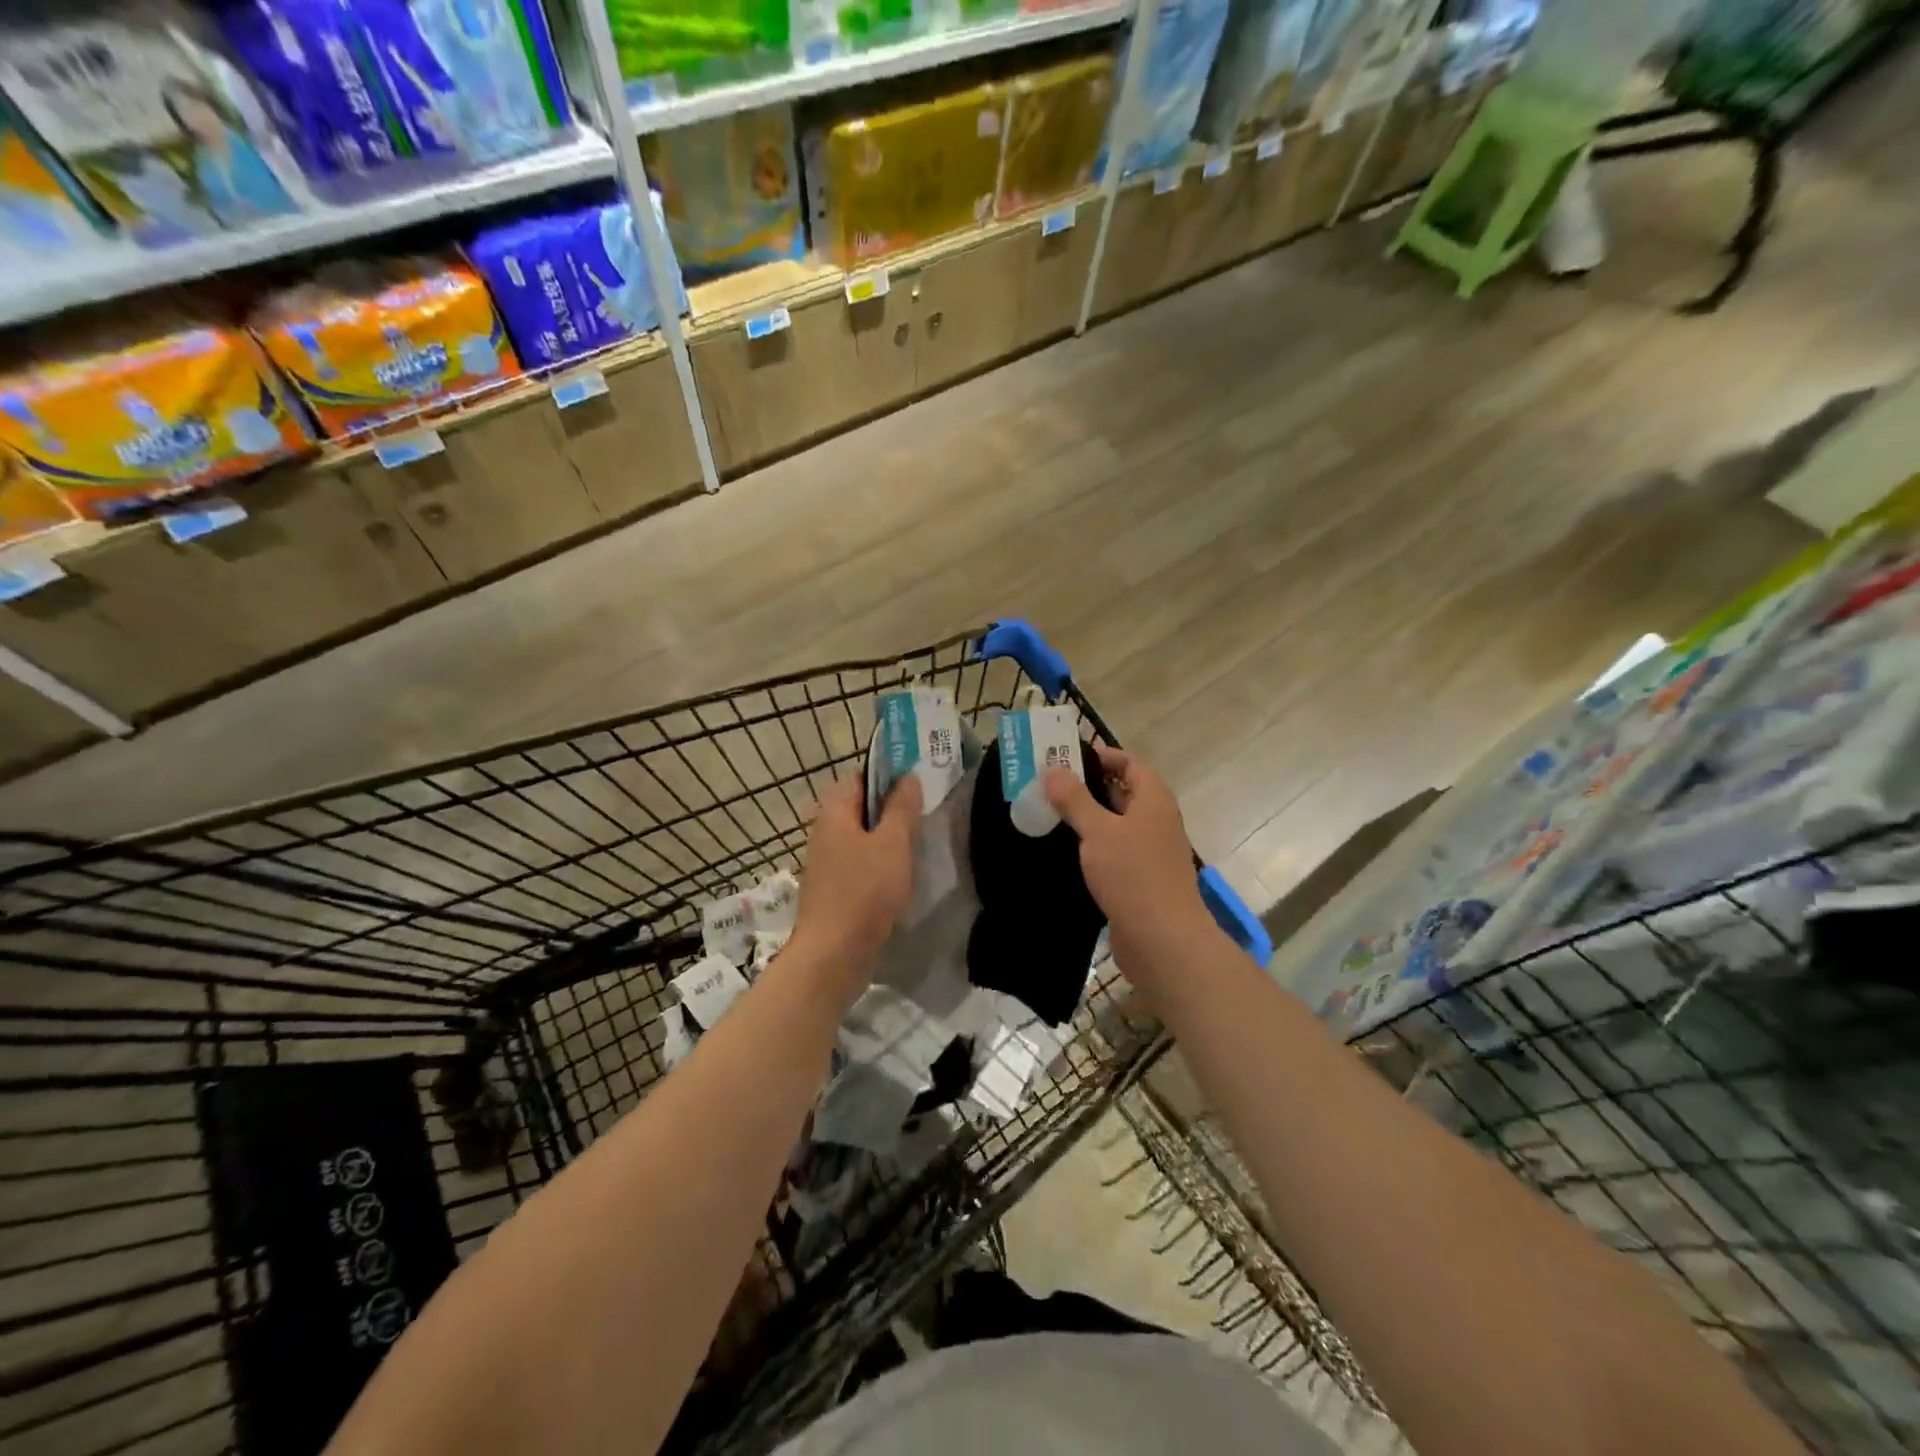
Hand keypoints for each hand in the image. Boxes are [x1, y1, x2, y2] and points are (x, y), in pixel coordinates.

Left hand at [788, 774, 922, 993]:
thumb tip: (907, 776)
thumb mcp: (893, 844)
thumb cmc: (865, 891)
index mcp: (833, 813)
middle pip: (859, 809)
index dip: (887, 776)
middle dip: (890, 810)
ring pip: (860, 839)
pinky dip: (878, 865)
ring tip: (918, 845)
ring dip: (886, 840)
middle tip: (924, 815)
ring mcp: (825, 863)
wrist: (833, 955)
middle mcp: (823, 833)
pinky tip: (900, 877)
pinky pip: (858, 865)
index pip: (858, 778)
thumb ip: (901, 808)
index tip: (917, 783)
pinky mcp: (832, 890)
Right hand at [1045, 745, 1212, 983]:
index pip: (1129, 764)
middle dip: (1086, 787)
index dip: (1101, 756)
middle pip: (1121, 793)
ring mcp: (1150, 852)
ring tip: (1047, 815)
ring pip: (1115, 825)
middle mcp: (1156, 821)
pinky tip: (1063, 852)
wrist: (1162, 940)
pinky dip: (1091, 847)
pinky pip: (1113, 852)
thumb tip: (1053, 770)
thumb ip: (1075, 799)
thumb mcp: (1098, 831)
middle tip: (1047, 786)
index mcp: (1154, 800)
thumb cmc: (1133, 875)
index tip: (1065, 758)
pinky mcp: (1139, 879)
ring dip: (1086, 819)